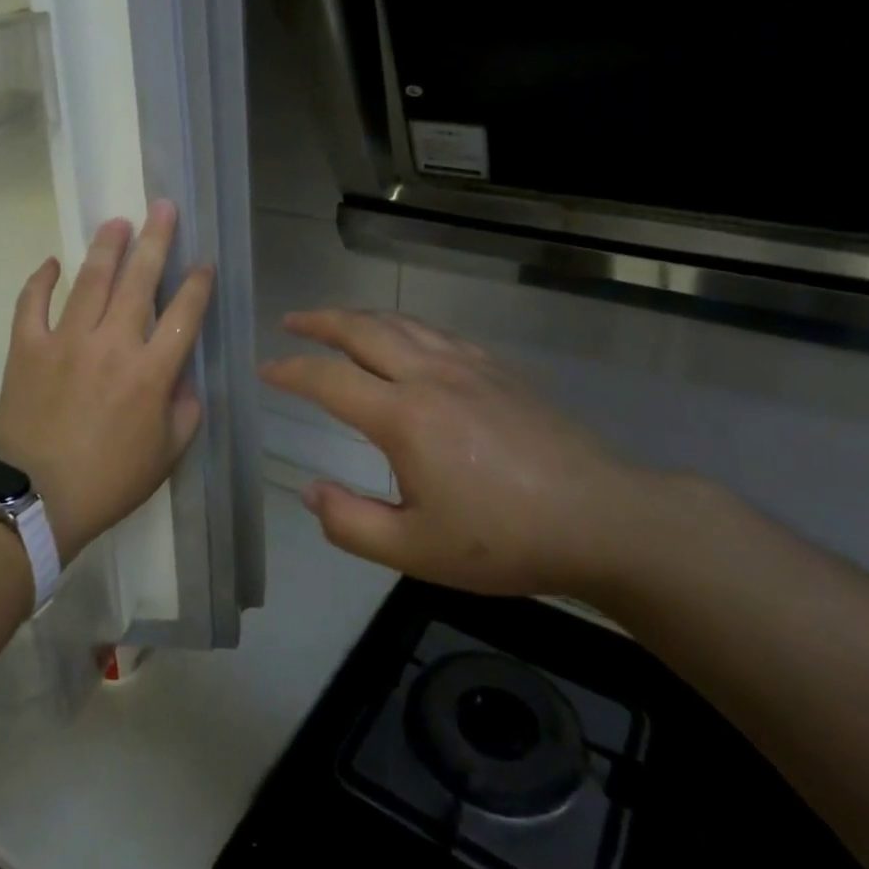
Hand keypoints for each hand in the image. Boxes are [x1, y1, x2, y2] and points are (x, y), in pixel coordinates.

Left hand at [0, 201, 213, 564]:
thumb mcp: (168, 454)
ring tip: (117, 222)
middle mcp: (112, 344)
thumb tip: (183, 375)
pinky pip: (31, 304)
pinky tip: (52, 262)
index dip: (198, 284)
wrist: (37, 502)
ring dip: (106, 247)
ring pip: (91, 281)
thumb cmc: (110, 481)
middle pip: (140, 280)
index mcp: (152, 372)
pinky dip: (40, 280)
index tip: (203, 263)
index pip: (184, 314)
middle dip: (156, 240)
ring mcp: (65, 342)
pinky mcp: (26, 349)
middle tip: (163, 207)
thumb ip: (185, 410)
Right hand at [260, 309, 697, 598]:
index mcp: (404, 416)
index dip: (291, 371)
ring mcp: (467, 365)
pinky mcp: (496, 368)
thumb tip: (310, 492)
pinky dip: (402, 326)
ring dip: (359, 317)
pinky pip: (435, 332)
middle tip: (291, 322)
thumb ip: (350, 523)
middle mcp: (430, 375)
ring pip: (400, 323)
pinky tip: (404, 340)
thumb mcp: (415, 551)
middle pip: (362, 330)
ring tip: (336, 322)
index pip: (329, 379)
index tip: (267, 371)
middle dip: (319, 322)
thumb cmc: (503, 539)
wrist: (602, 518)